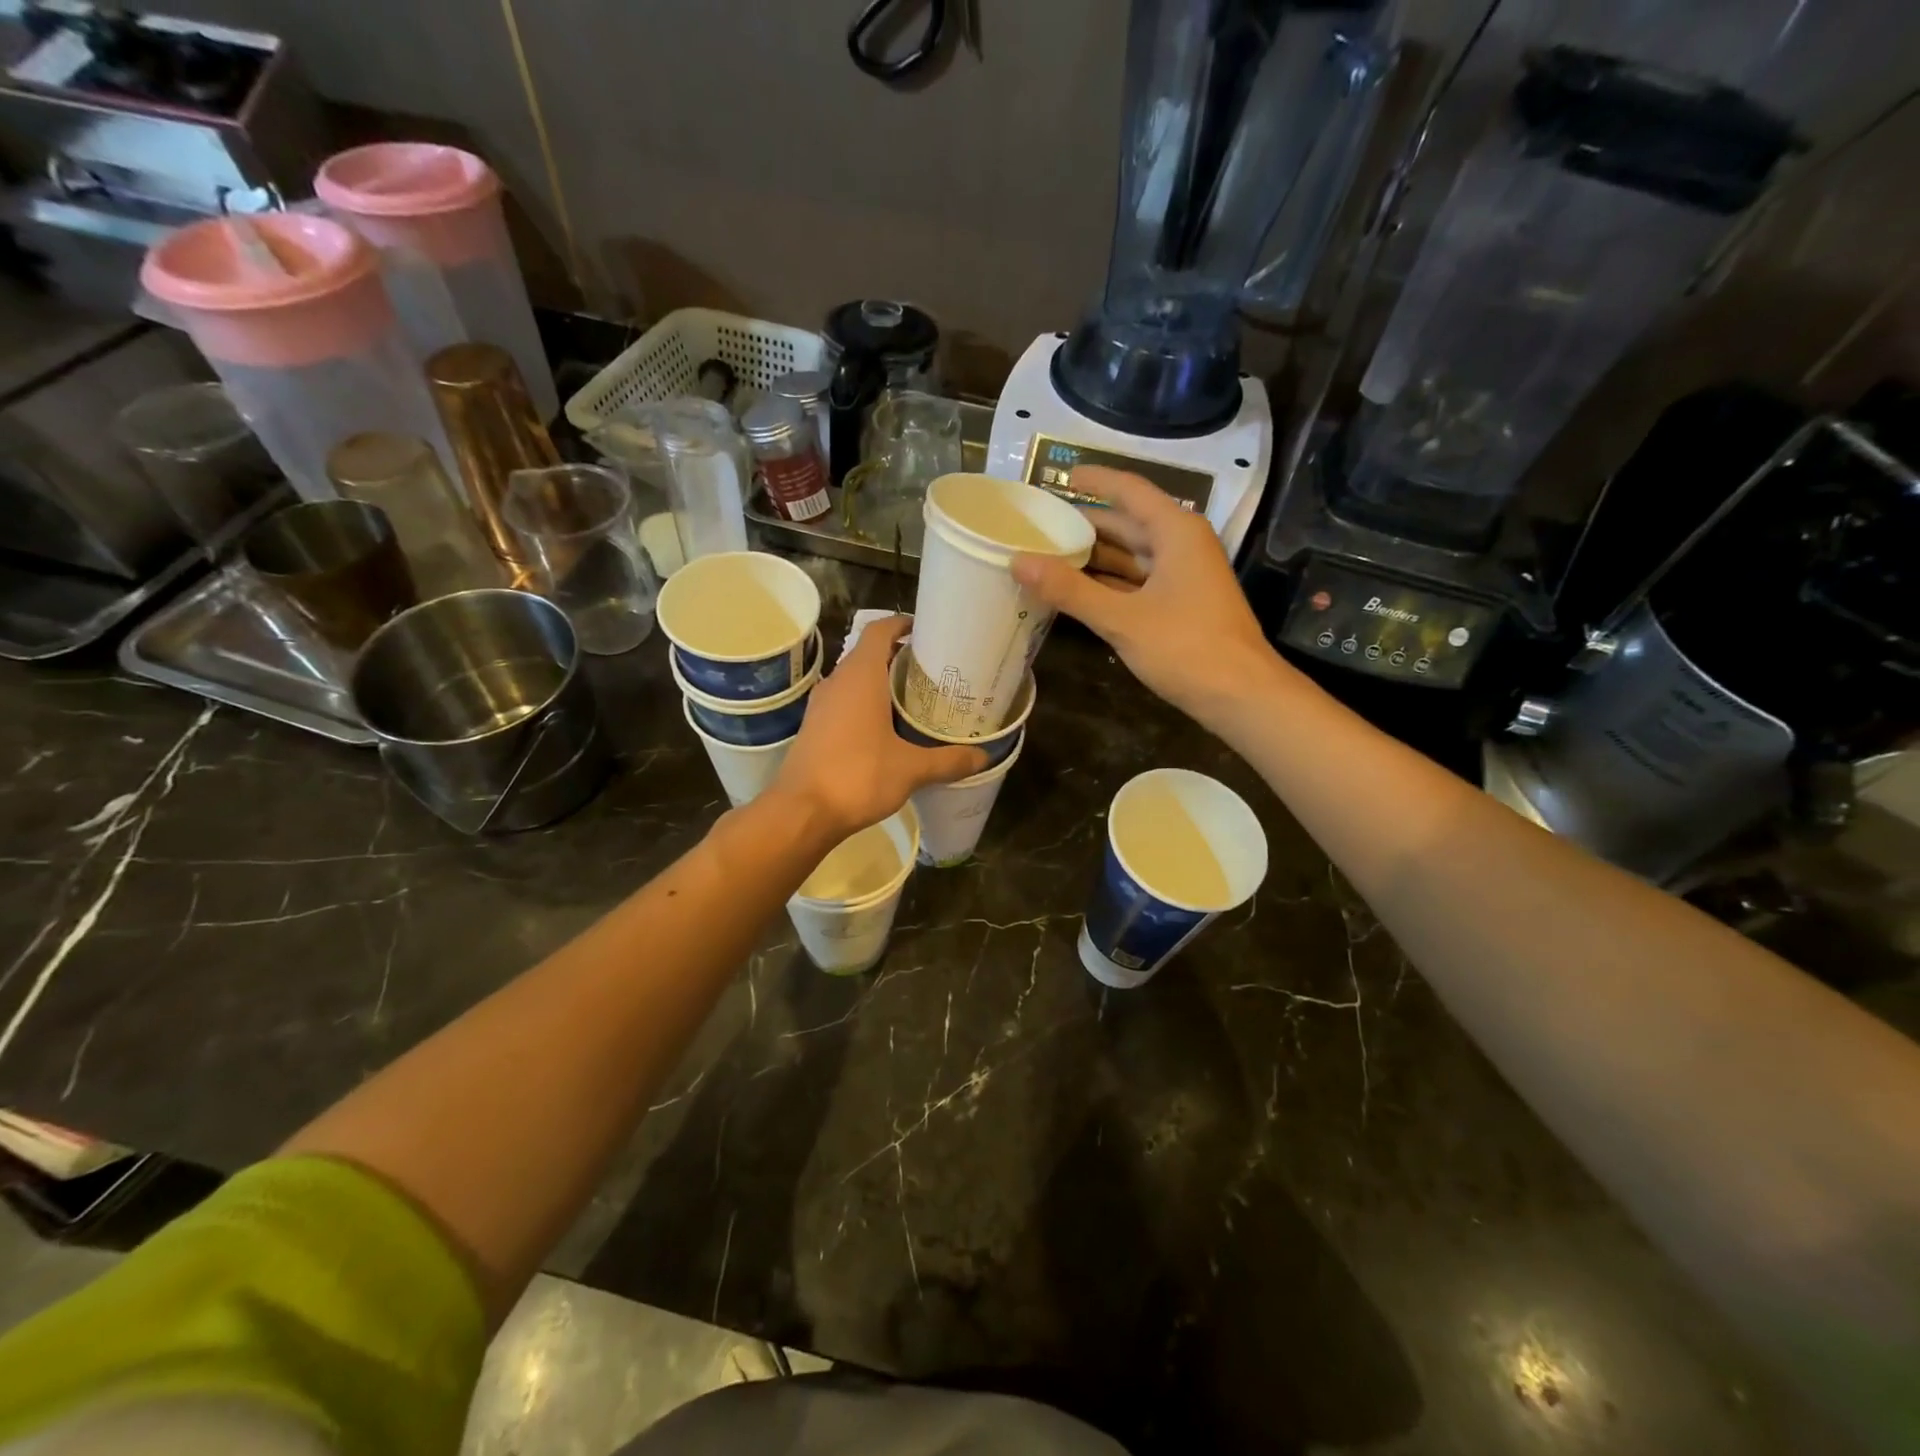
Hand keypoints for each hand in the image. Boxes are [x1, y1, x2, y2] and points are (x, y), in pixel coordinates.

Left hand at [772, 615, 987, 839]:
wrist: (801, 812)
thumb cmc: (857, 776)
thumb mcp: (911, 769)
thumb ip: (948, 760)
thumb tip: (983, 756)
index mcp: (860, 676)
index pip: (879, 630)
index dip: (902, 624)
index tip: (928, 632)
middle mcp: (837, 682)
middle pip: (869, 654)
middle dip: (900, 657)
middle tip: (934, 672)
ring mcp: (821, 705)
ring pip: (856, 680)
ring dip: (882, 683)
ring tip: (916, 699)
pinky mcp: (814, 728)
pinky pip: (845, 703)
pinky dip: (867, 705)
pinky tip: (888, 729)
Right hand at [1011, 465, 1283, 722]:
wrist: (1240, 695)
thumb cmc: (1186, 647)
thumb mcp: (1122, 618)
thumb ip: (1070, 590)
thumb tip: (1019, 562)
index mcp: (1175, 531)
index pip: (1129, 490)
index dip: (1094, 480)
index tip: (1059, 474)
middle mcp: (1181, 545)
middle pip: (1126, 524)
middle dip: (1084, 525)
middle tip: (1038, 526)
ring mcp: (1182, 576)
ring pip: (1130, 557)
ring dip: (1092, 559)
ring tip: (1046, 557)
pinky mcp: (1179, 604)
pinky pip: (1136, 583)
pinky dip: (1107, 584)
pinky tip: (1075, 592)